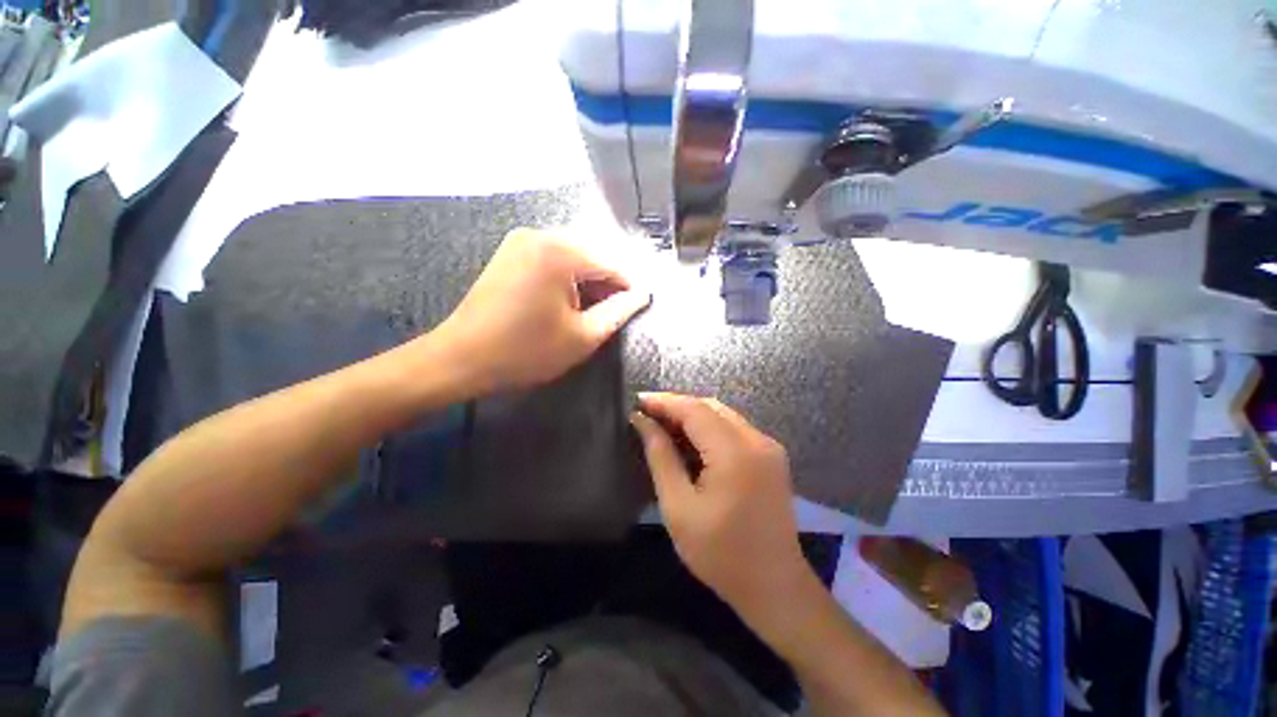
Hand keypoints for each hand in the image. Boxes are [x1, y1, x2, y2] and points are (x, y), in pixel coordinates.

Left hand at [436, 229, 649, 391]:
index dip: (628, 288)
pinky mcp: (510, 253)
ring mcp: (521, 241)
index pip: (611, 265)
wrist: (461, 358)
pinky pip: (551, 260)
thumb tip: (642, 294)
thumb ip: (618, 312)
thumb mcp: (582, 336)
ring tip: (591, 312)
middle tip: (612, 315)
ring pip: (572, 258)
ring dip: (587, 283)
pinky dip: (566, 279)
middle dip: (606, 285)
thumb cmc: (526, 351)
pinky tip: (566, 303)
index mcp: (560, 252)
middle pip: (592, 257)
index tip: (637, 309)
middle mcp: (541, 235)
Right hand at [630, 393, 817, 630]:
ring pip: (723, 415)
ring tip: (662, 425)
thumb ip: (661, 457)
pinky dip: (709, 428)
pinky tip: (690, 440)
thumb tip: (642, 422)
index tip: (637, 400)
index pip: (694, 410)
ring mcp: (768, 447)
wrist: (775, 587)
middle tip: (647, 414)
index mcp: (735, 452)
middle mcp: (757, 440)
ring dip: (692, 416)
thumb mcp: (679, 507)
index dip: (664, 402)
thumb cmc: (720, 554)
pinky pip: (734, 429)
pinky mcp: (771, 456)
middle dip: (677, 406)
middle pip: (710, 407)